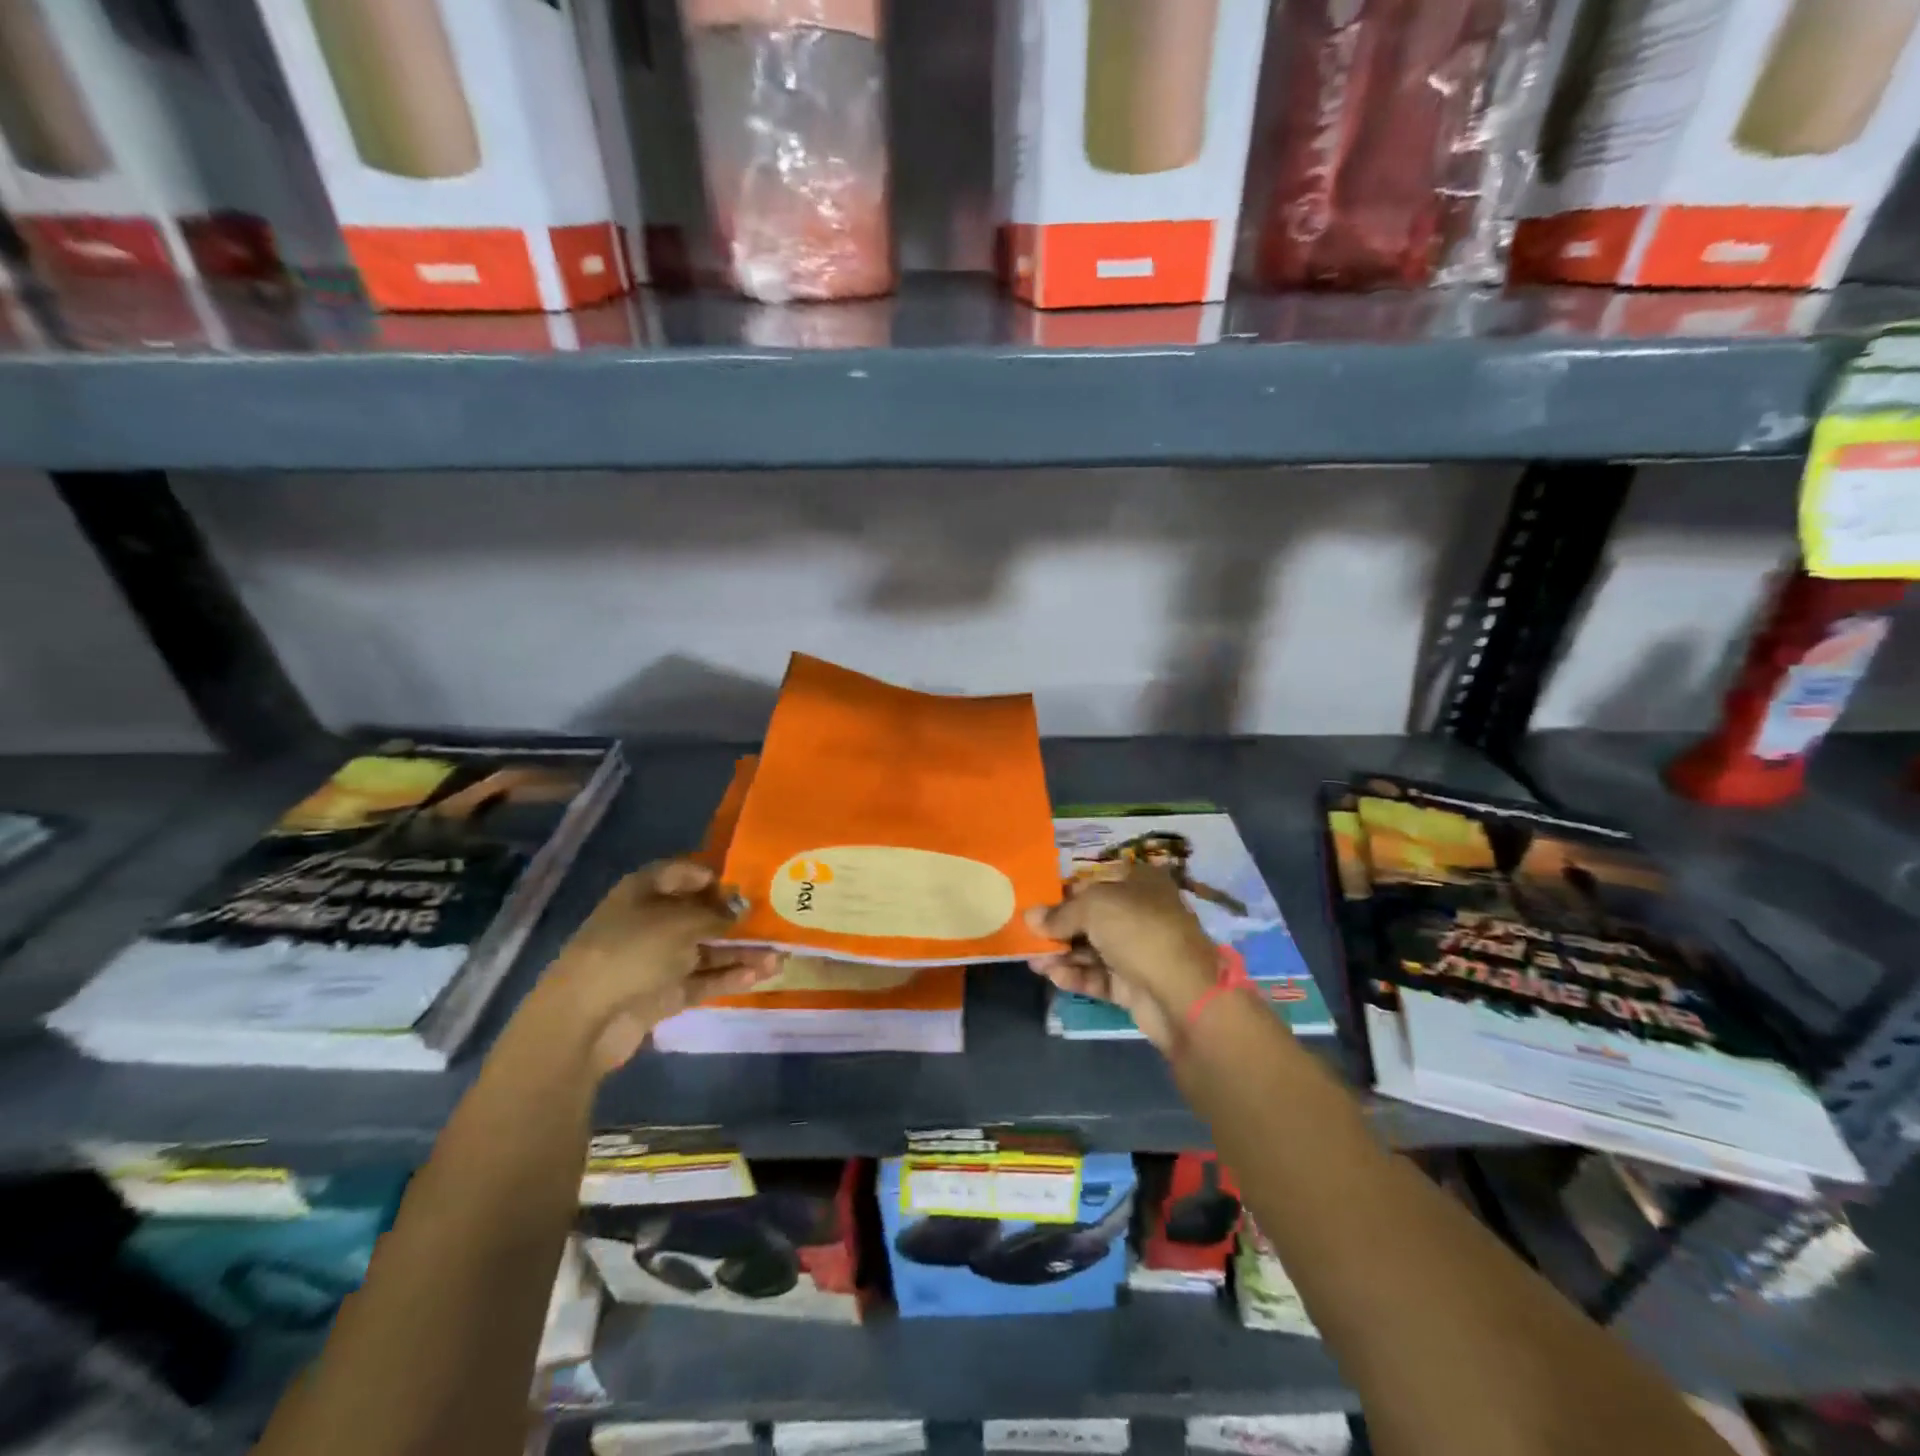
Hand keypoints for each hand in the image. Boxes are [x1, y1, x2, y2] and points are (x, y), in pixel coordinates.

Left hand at [544, 859, 776, 1071]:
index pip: (683, 873)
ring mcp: (658, 960)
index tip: (748, 884)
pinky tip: (761, 974)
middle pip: (700, 914)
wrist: (586, 1019)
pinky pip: (704, 979)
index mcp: (644, 891)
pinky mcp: (665, 993)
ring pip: (707, 950)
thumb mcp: (681, 922)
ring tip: (780, 955)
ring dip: (741, 952)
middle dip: (736, 919)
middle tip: (775, 920)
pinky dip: (729, 976)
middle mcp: (651, 921)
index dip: (714, 876)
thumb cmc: (632, 951)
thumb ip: (717, 915)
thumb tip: (740, 912)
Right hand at [1025, 862, 1222, 1052]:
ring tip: (1033, 960)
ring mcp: (1139, 952)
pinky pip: (1099, 977)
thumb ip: (1060, 913)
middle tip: (1028, 935)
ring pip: (1092, 949)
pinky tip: (1053, 976)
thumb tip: (1030, 917)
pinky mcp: (1134, 986)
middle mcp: (1141, 914)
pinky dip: (1077, 976)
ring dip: (1062, 954)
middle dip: (1059, 927)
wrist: (1183, 995)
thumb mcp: (1094, 908)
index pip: (1097, 881)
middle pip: (1092, 918)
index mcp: (1140, 883)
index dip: (1066, 891)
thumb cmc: (1139, 932)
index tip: (1036, 902)